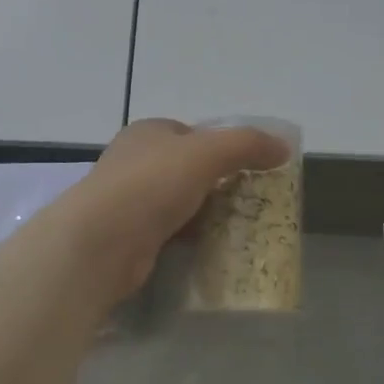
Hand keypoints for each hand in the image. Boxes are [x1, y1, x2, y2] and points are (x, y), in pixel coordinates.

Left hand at [65, 119, 291, 303]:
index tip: (253, 169)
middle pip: (189, 170)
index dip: (225, 147)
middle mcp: (135, 161)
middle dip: (220, 185)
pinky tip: (213, 250)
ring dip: (207, 215)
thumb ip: (247, 145)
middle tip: (254, 203)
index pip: (194, 133)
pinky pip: (171, 233)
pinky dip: (191, 239)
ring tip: (242, 229)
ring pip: (181, 203)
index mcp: (149, 132)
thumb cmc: (151, 184)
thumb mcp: (206, 153)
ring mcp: (129, 201)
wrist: (99, 243)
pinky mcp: (129, 237)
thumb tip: (284, 147)